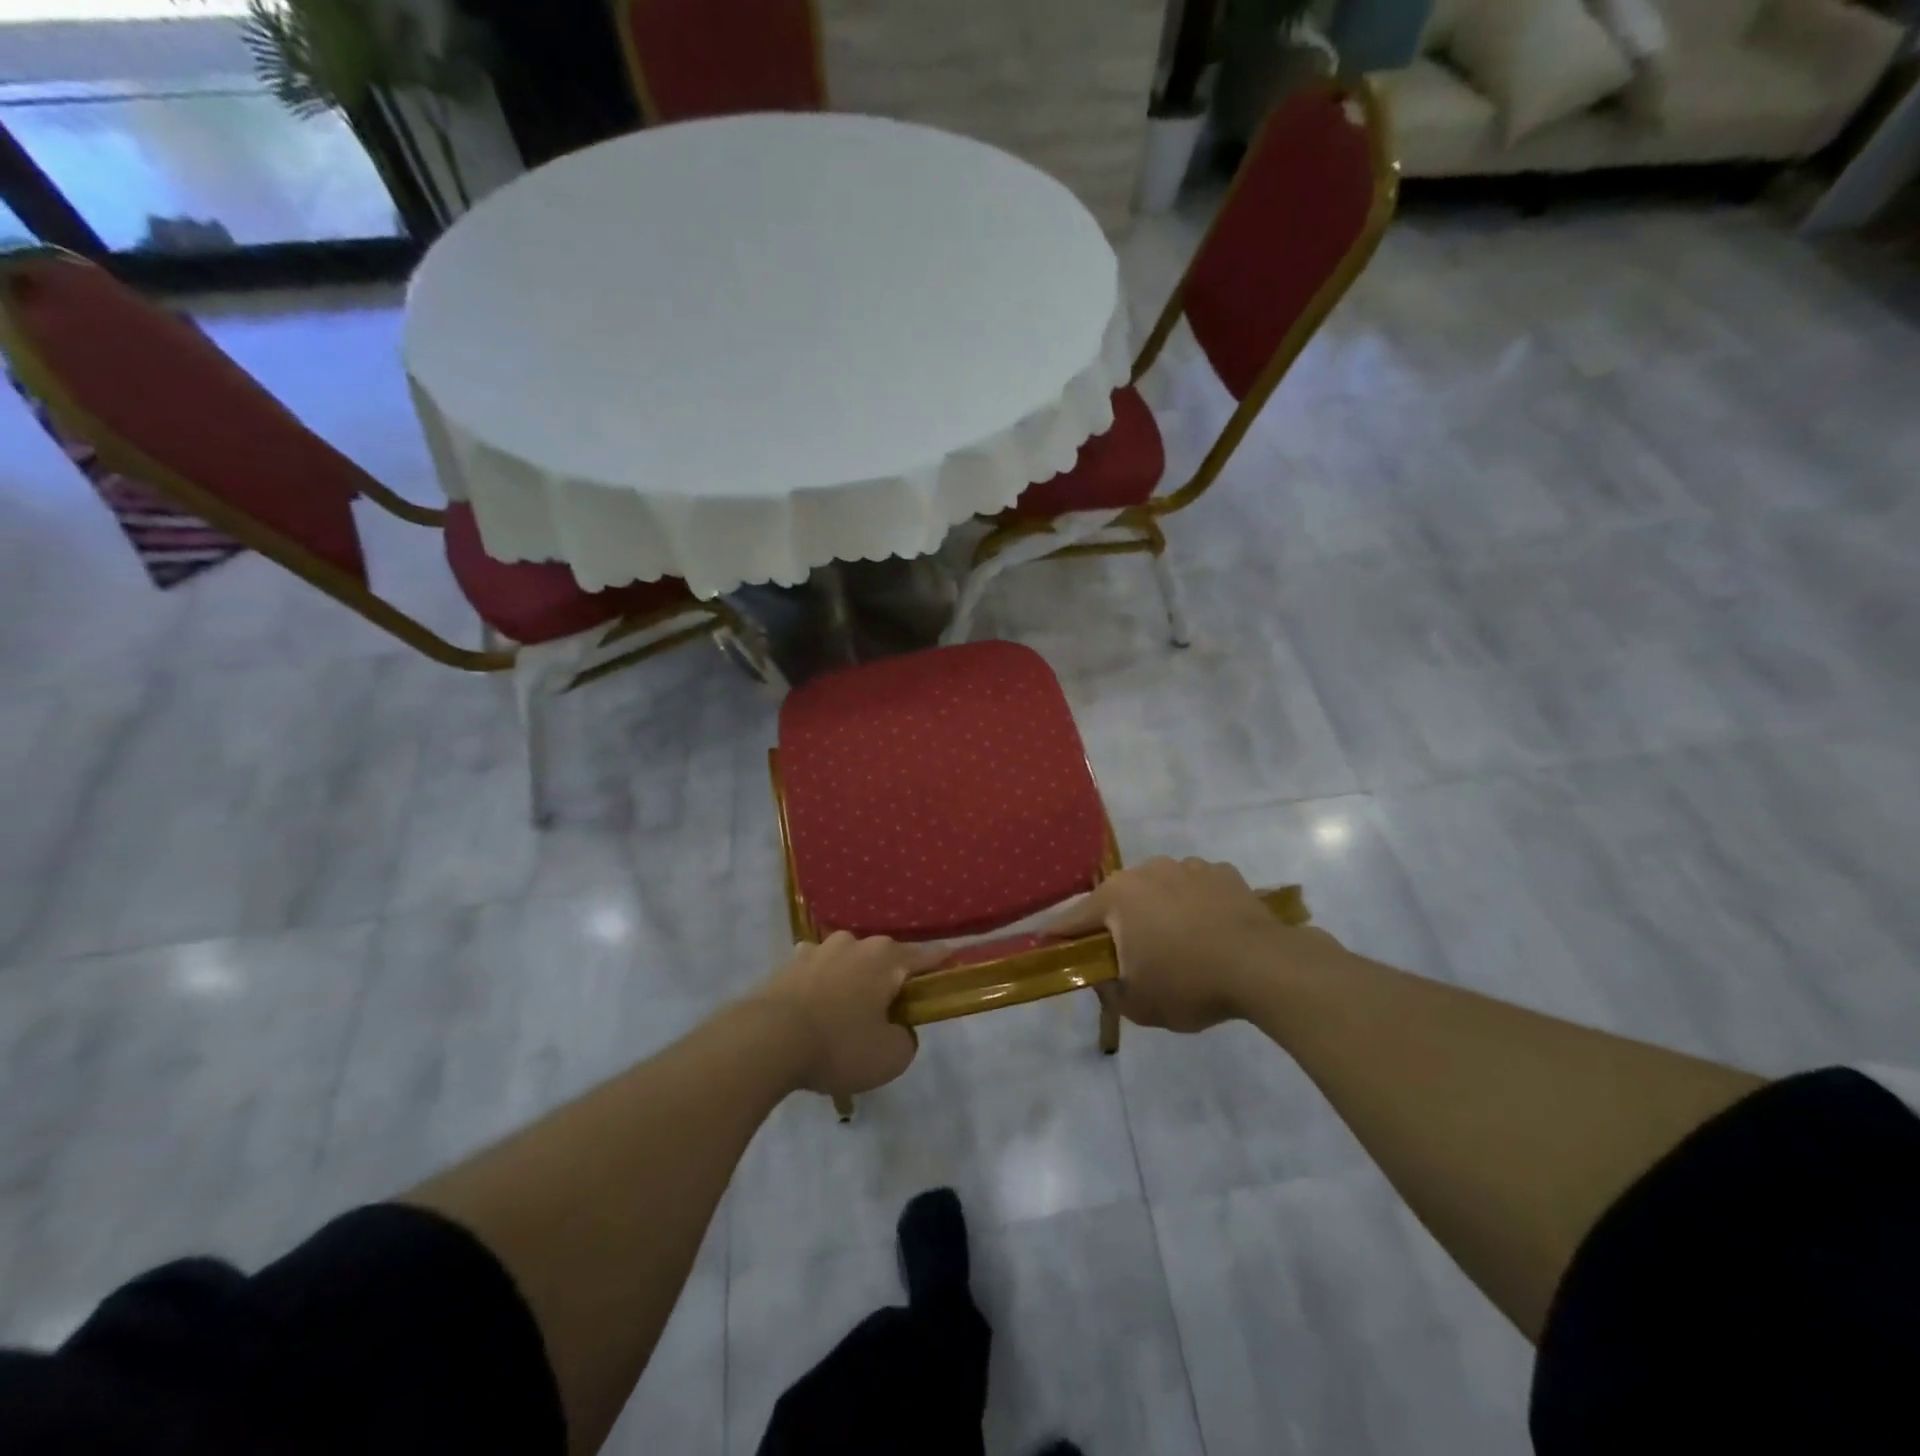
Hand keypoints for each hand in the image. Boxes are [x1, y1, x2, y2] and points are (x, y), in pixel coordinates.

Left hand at [751, 932, 944, 1097]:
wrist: (765, 1040)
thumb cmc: (839, 1045)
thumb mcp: (891, 1057)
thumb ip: (906, 1039)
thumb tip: (897, 1028)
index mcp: (886, 959)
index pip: (925, 956)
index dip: (942, 960)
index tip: (955, 957)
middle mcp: (854, 944)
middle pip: (884, 959)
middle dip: (890, 979)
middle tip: (890, 1012)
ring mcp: (818, 950)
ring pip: (848, 964)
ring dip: (853, 982)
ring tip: (846, 1017)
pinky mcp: (788, 964)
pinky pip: (818, 974)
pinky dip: (823, 989)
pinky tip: (816, 1013)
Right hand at [1046, 858, 1344, 1032]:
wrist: (1264, 966)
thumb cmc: (1189, 983)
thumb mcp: (1137, 1004)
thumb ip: (1107, 989)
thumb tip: (1101, 975)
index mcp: (1117, 897)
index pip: (1074, 919)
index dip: (1059, 936)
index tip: (1047, 945)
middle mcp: (1147, 871)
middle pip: (1119, 900)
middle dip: (1118, 924)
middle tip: (1128, 956)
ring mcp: (1187, 866)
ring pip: (1159, 890)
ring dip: (1159, 912)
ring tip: (1178, 945)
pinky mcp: (1222, 872)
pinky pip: (1196, 889)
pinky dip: (1195, 906)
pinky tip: (1210, 932)